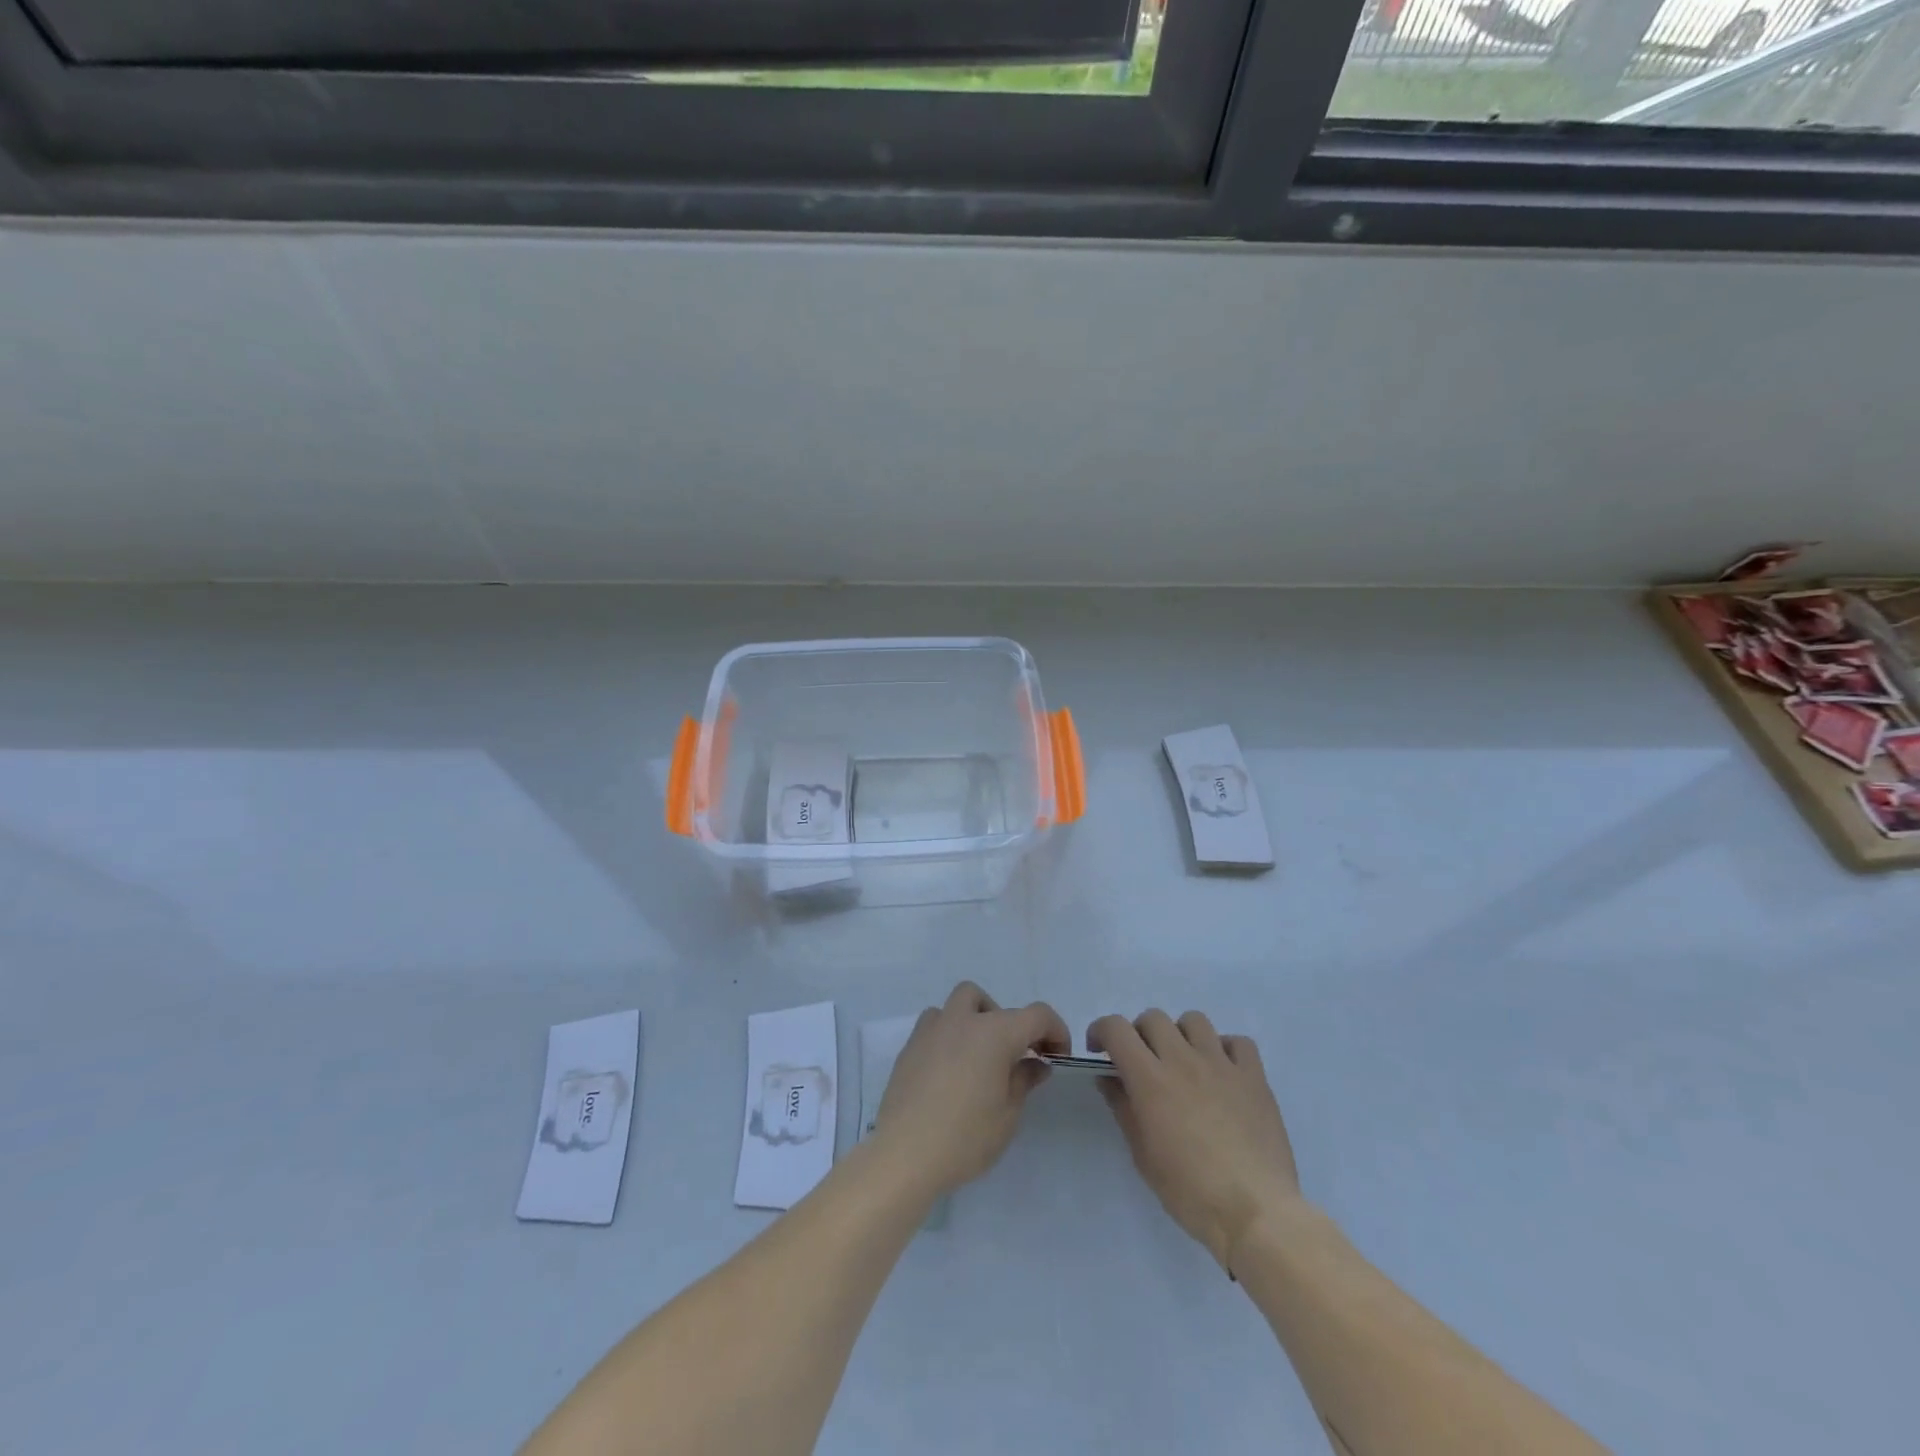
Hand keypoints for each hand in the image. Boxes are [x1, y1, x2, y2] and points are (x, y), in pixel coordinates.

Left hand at [871, 981, 1069, 1198]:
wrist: (905, 1153)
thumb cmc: (966, 1137)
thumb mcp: (1008, 1115)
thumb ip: (1024, 1080)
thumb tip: (1036, 1064)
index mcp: (995, 1033)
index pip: (1037, 1015)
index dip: (1055, 1031)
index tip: (1058, 1056)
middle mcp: (963, 1021)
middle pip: (992, 1003)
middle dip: (1009, 1023)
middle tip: (1015, 1056)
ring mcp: (932, 1030)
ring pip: (958, 1005)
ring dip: (975, 1021)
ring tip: (978, 1058)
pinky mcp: (910, 1046)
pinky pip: (935, 1025)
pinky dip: (949, 1035)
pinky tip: (950, 1069)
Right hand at [1089, 1009, 1301, 1272]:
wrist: (1256, 1213)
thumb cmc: (1190, 1191)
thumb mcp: (1143, 1155)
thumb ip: (1123, 1108)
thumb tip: (1109, 1078)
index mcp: (1151, 1079)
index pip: (1116, 1028)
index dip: (1101, 1030)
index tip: (1099, 1051)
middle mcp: (1184, 1060)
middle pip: (1154, 1018)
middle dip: (1140, 1034)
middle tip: (1142, 1062)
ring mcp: (1222, 1064)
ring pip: (1194, 1020)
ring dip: (1181, 1035)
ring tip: (1184, 1062)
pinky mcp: (1254, 1077)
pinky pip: (1238, 1042)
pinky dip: (1225, 1049)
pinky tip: (1223, 1074)